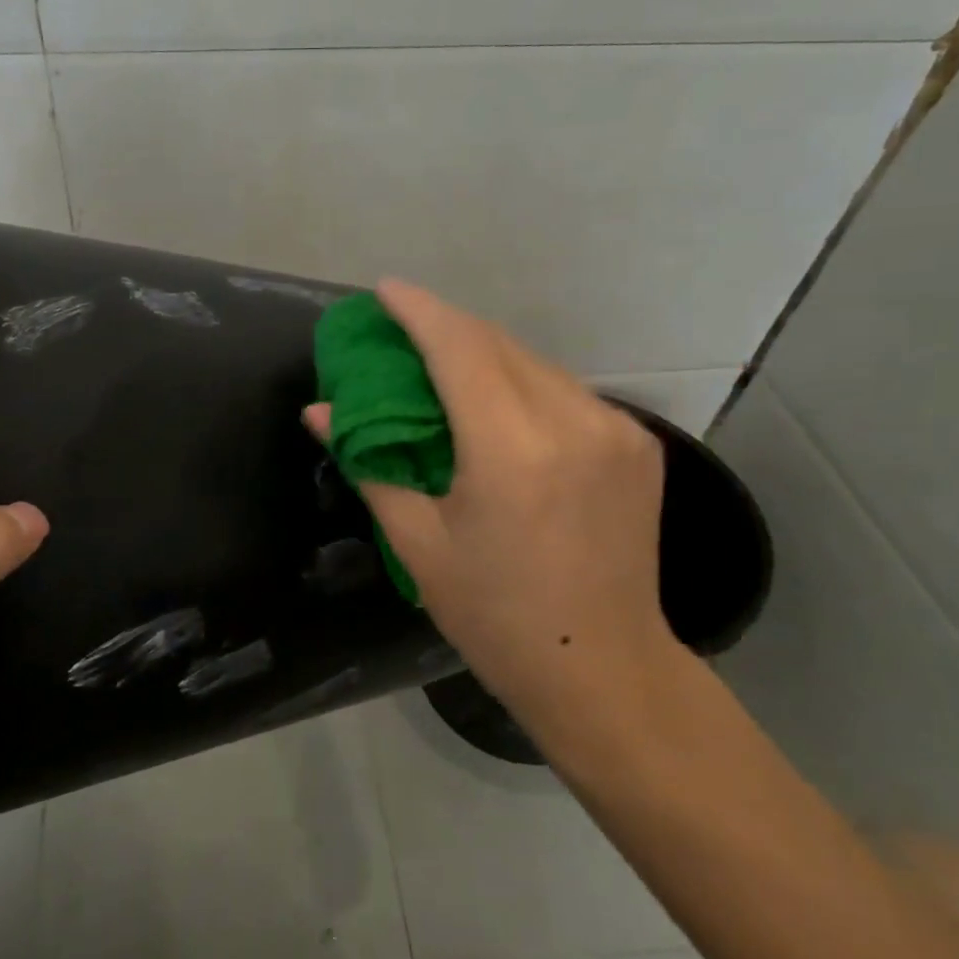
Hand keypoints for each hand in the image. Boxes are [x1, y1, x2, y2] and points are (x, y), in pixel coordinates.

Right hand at [307, 279, 677, 734]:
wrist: (604, 668)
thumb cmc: (495, 615)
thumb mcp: (418, 542)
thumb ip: (370, 462)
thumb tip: (320, 412)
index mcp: (512, 448)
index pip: (459, 348)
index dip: (418, 310)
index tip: (383, 290)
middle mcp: (572, 421)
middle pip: (497, 344)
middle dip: (446, 326)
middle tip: (402, 330)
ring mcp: (616, 429)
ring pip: (535, 362)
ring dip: (485, 353)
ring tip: (443, 366)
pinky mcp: (638, 444)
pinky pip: (565, 390)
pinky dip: (522, 383)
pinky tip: (499, 406)